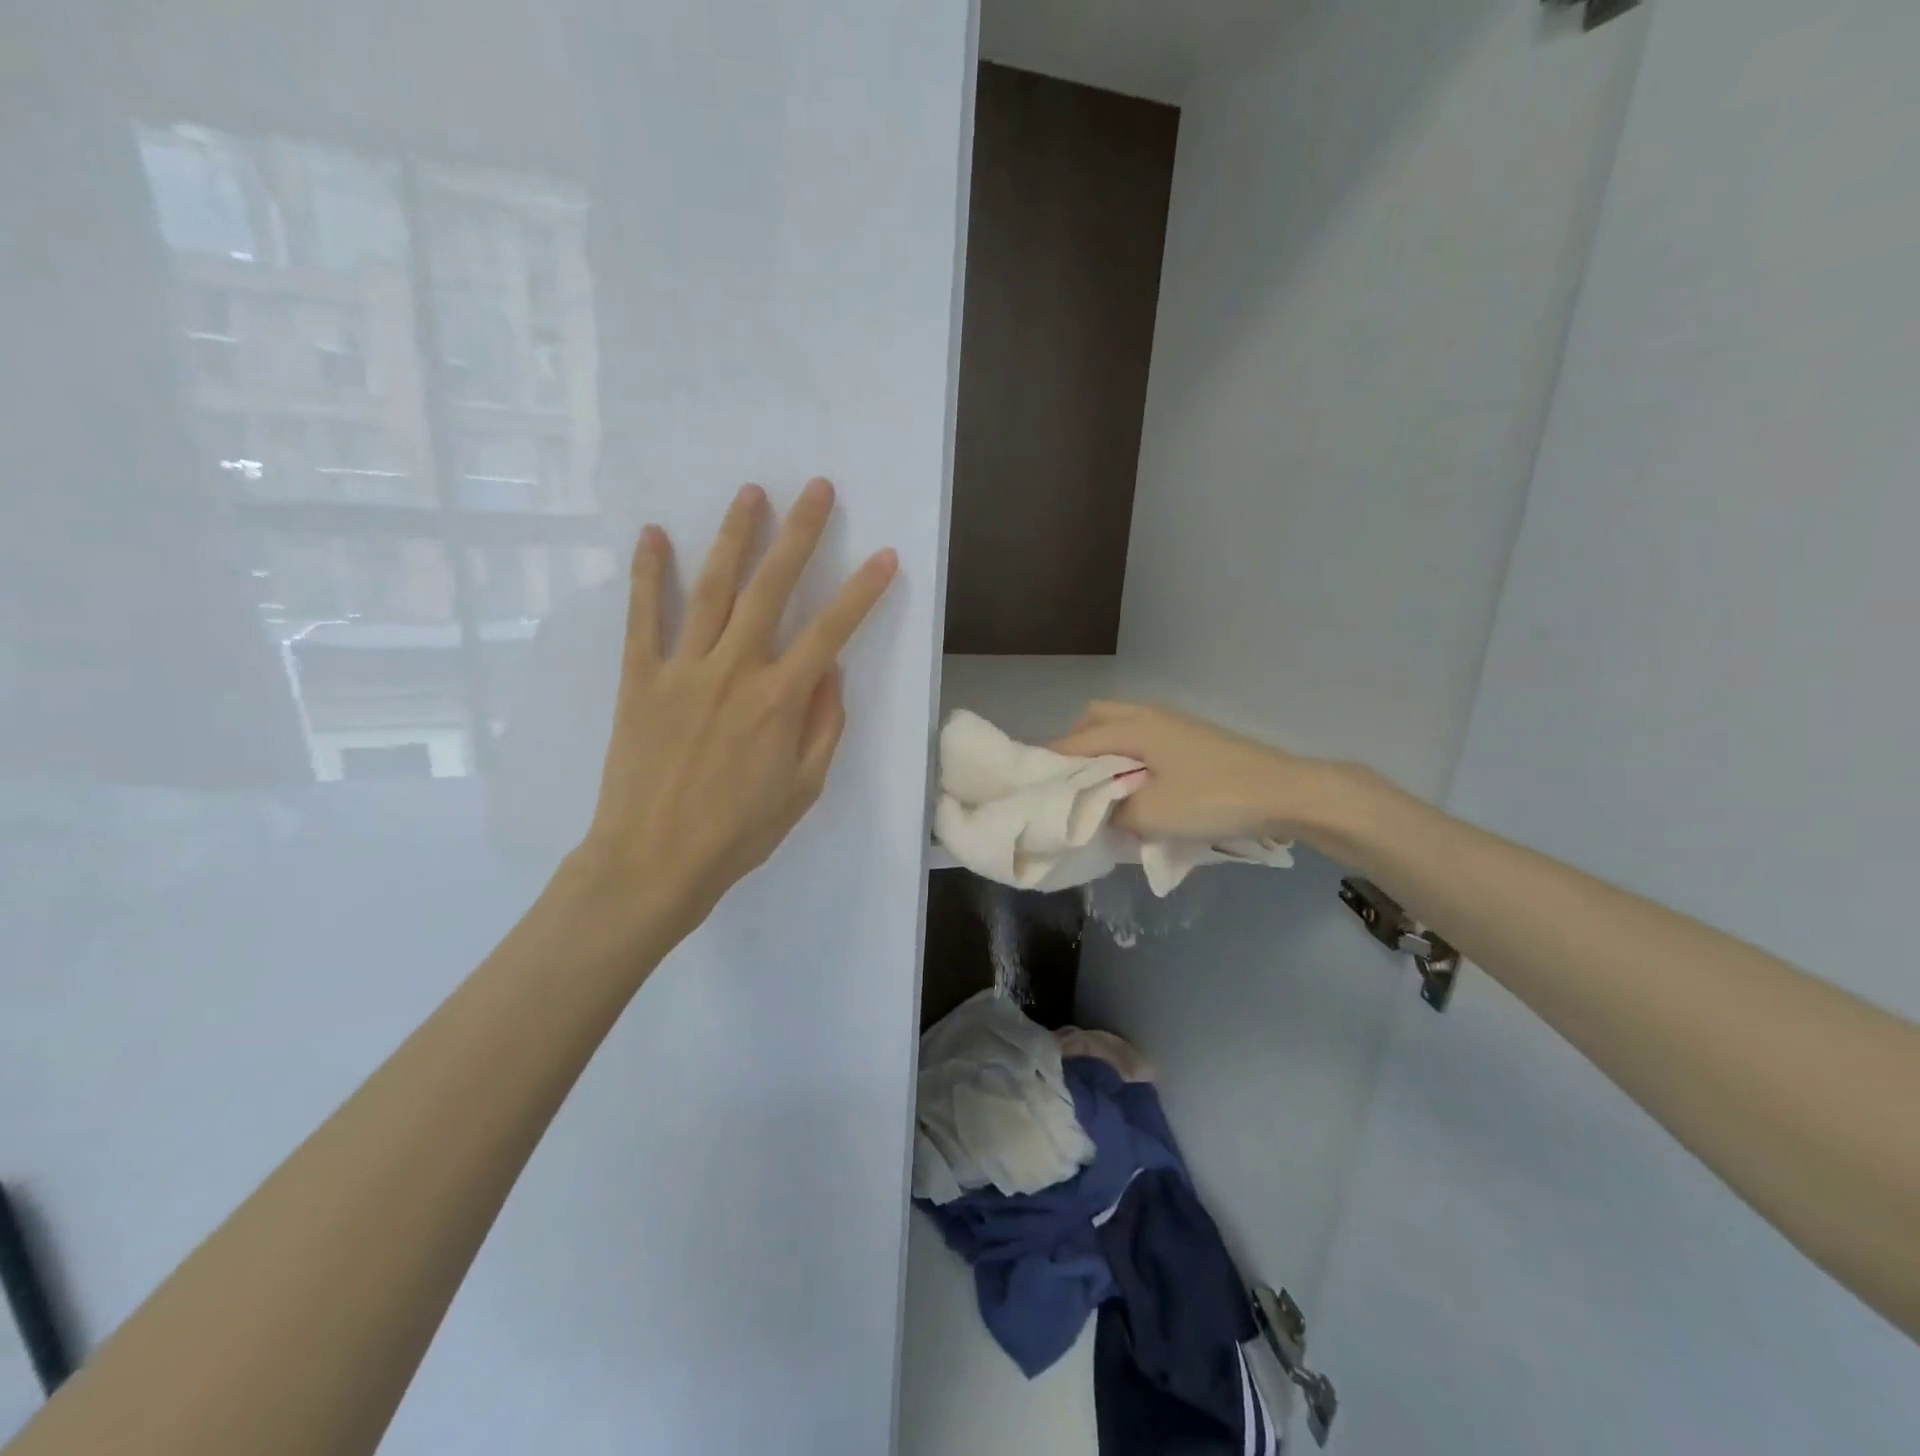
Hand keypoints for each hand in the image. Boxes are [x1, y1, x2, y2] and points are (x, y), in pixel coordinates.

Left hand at [563, 478, 896, 943]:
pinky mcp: (639, 679)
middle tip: (816, 488)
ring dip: (733, 536)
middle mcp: (734, 671)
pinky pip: (642, 618)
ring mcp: (682, 669)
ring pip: (710, 589)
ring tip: (750, 493)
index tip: (883, 556)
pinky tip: (654, 535)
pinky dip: (647, 574)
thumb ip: (823, 725)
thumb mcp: (803, 788)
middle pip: (771, 589)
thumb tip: (830, 671)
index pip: (831, 631)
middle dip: (799, 534)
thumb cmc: (738, 833)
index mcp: (779, 701)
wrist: (652, 861)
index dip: (862, 590)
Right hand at [1050, 701, 1361, 847]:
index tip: (1034, 789)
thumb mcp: (1151, 815)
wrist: (1285, 793)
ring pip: (1121, 728)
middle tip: (1072, 786)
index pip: (1074, 741)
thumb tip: (1093, 810)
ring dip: (1104, 754)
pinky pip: (1143, 740)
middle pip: (1094, 720)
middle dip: (1075, 749)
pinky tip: (1138, 789)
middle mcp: (1149, 715)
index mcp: (1133, 726)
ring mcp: (1174, 724)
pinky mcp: (1192, 740)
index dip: (1050, 764)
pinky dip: (1128, 758)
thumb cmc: (1213, 799)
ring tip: (1103, 791)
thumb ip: (1110, 812)